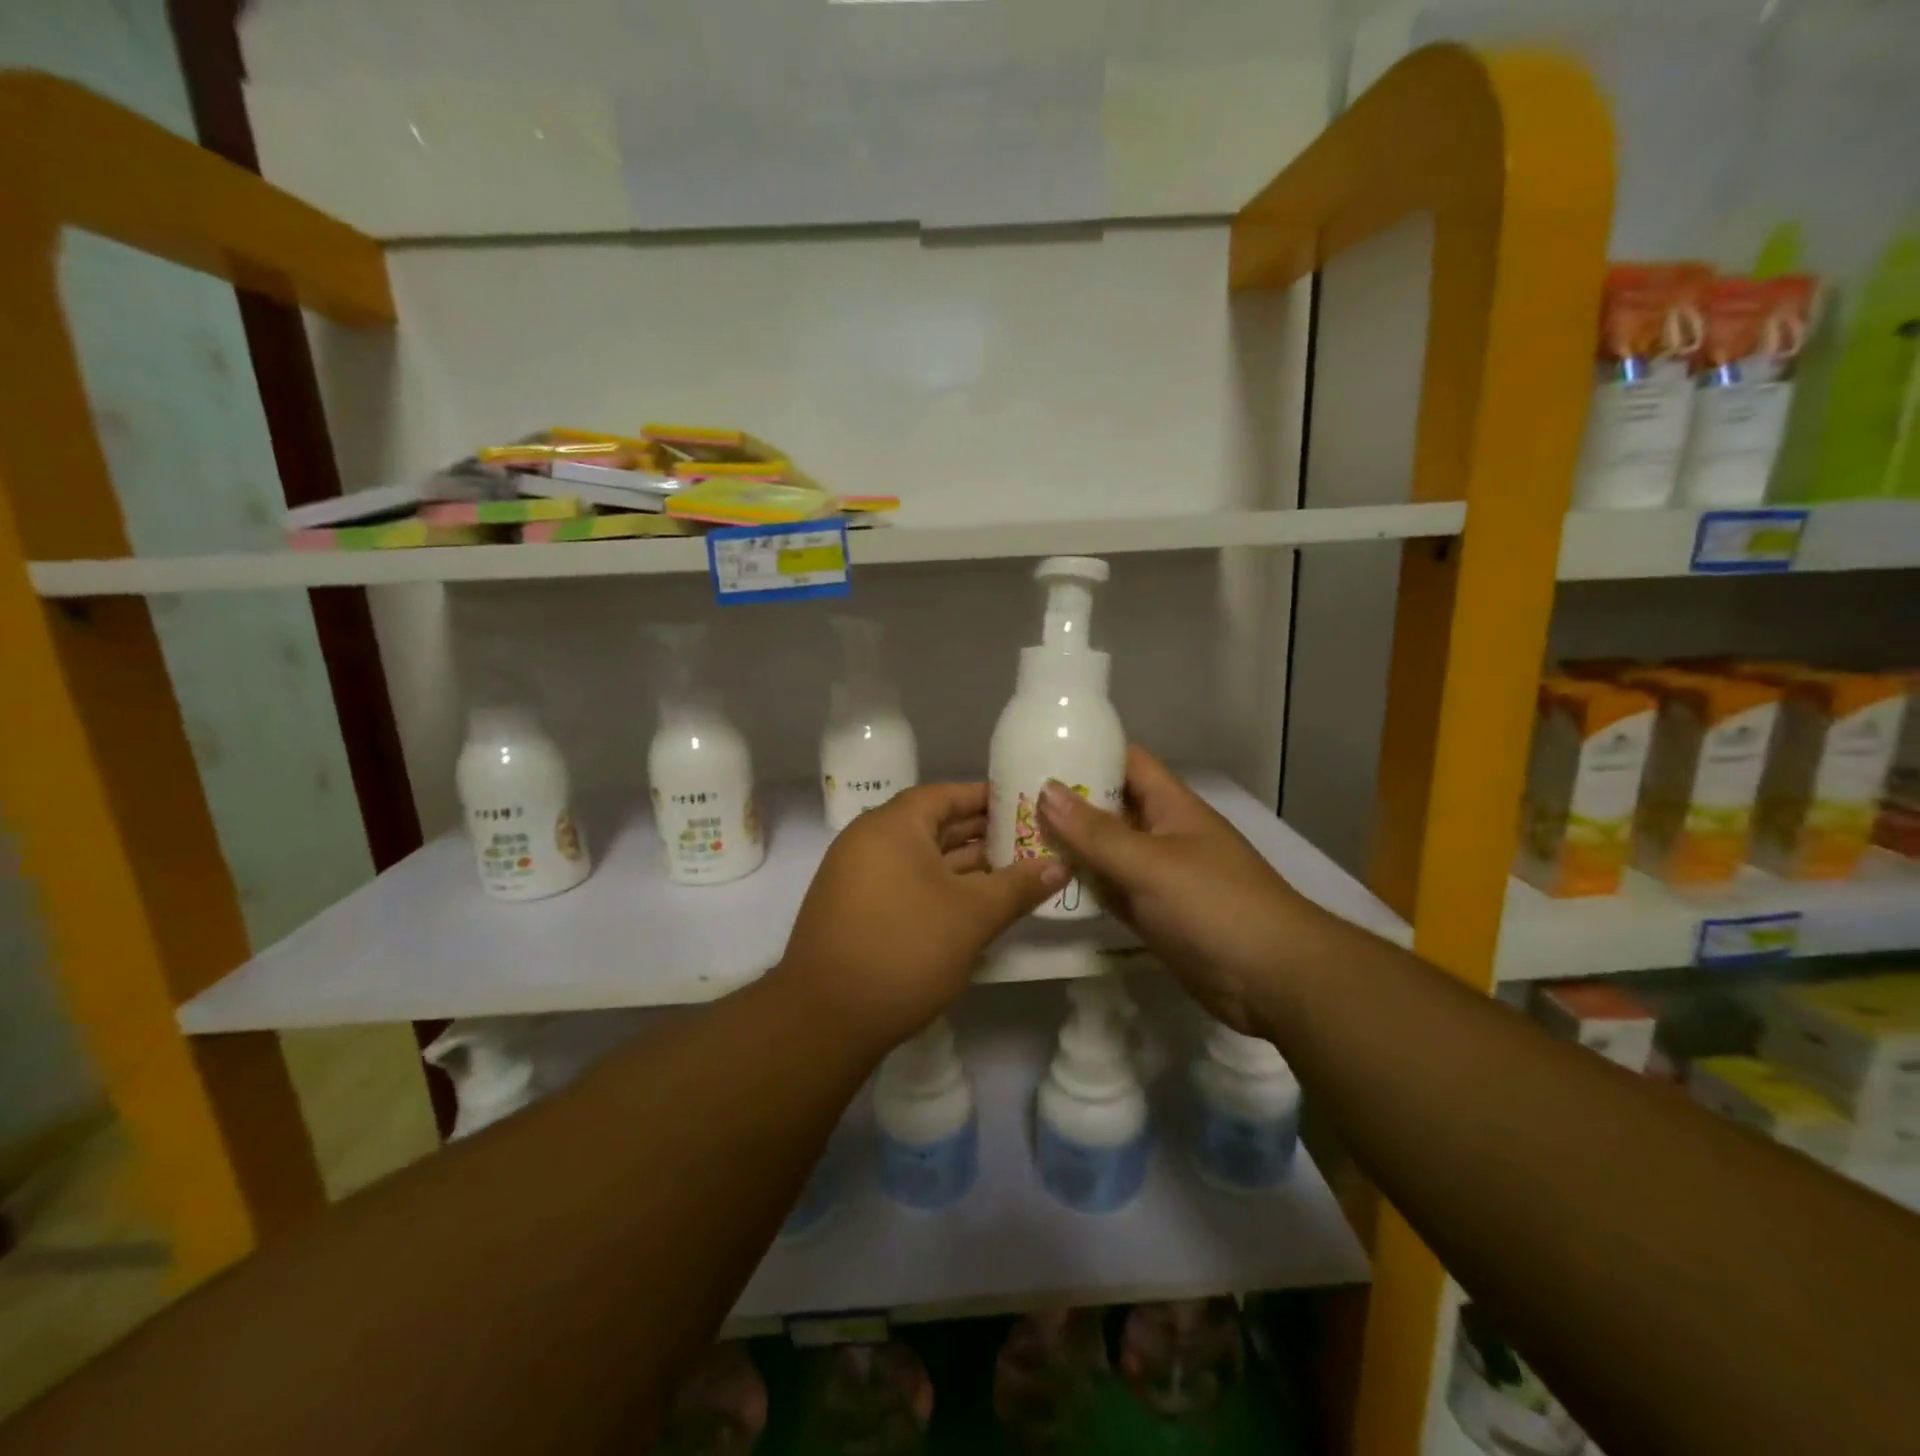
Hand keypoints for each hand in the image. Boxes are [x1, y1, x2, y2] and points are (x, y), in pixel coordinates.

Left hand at [772, 783, 1064, 1050]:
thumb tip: (1060, 865)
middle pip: (934, 825)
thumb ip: (1018, 886)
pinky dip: (939, 888)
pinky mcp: (855, 910)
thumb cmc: (905, 949)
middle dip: (982, 834)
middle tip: (1030, 841)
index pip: (947, 795)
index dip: (988, 798)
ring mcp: (857, 877)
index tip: (1026, 806)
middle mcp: (869, 840)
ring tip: (1013, 873)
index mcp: (893, 825)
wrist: (825, 1017)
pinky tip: (974, 906)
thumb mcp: (972, 916)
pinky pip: (906, 883)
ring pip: (921, 859)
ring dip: (964, 866)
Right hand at [1036, 748, 1322, 1032]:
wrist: (1272, 980)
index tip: (1039, 748)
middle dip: (1067, 802)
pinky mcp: (1153, 914)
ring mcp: (1158, 877)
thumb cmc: (1214, 904)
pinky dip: (1084, 885)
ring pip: (1106, 852)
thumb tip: (1046, 790)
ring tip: (1015, 835)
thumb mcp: (1150, 862)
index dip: (1088, 751)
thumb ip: (1096, 832)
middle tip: (1011, 798)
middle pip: (1110, 808)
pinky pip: (1111, 890)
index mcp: (1171, 806)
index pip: (1127, 763)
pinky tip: (1046, 883)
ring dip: (1070, 846)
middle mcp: (1163, 834)